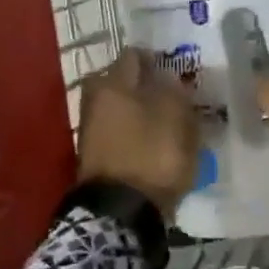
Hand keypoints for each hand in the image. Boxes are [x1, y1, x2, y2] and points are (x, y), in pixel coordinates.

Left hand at [76, 48, 200, 220]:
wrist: (121, 213)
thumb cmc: (152, 153)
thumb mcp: (177, 115)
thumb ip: (175, 90)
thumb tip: (167, 79)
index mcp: (112, 82)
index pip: (134, 55)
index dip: (157, 59)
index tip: (176, 71)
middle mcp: (95, 100)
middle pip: (123, 83)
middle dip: (146, 87)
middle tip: (172, 97)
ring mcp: (90, 130)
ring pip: (121, 109)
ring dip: (141, 112)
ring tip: (168, 124)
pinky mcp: (95, 157)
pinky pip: (120, 134)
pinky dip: (135, 135)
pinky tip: (155, 145)